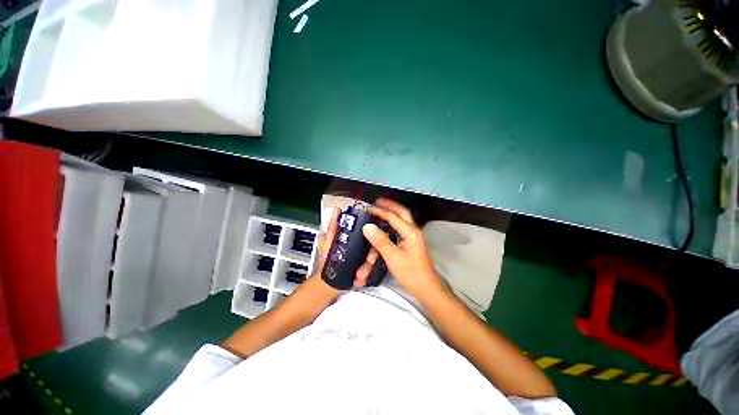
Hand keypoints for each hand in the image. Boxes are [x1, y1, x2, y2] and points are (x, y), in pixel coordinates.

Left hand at [312, 206, 367, 291]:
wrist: (328, 282)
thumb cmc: (327, 259)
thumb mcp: (328, 241)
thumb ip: (332, 227)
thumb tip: (336, 209)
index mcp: (356, 237)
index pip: (369, 232)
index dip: (373, 233)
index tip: (373, 237)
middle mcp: (363, 246)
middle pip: (374, 247)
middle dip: (372, 256)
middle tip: (369, 261)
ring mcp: (366, 258)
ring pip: (374, 260)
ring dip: (368, 268)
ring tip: (360, 275)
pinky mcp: (367, 269)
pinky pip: (371, 270)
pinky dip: (366, 276)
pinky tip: (360, 280)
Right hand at [358, 198, 445, 297]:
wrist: (427, 289)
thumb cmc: (411, 273)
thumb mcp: (393, 257)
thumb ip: (380, 241)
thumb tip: (367, 226)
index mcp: (410, 232)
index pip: (393, 217)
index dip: (380, 211)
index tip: (368, 208)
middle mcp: (413, 231)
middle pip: (402, 213)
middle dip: (390, 206)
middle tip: (378, 201)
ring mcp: (413, 238)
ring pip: (401, 222)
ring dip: (390, 216)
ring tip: (379, 212)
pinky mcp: (411, 245)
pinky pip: (400, 231)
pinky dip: (391, 227)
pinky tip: (384, 228)